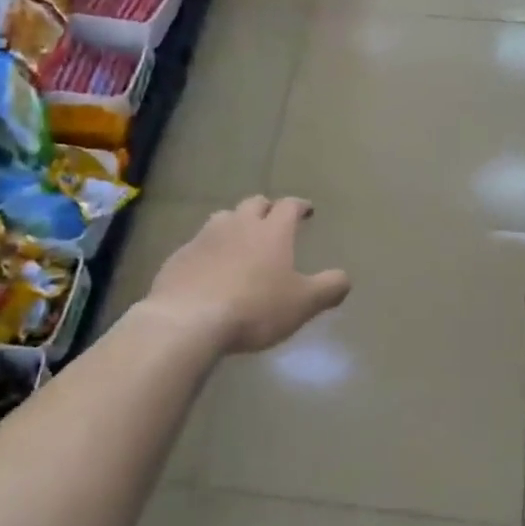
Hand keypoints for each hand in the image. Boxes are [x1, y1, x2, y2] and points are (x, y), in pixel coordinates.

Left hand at [140, 196, 350, 353]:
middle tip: (273, 219)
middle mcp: (238, 225)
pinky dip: (210, 250)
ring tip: (240, 239)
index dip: (299, 206)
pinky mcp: (179, 257)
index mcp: (271, 232)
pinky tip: (210, 267)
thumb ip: (329, 288)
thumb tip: (345, 278)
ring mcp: (204, 238)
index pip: (289, 207)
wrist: (189, 321)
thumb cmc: (255, 308)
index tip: (306, 210)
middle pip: (253, 204)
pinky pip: (198, 245)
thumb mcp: (303, 303)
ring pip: (223, 219)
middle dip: (266, 208)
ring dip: (235, 224)